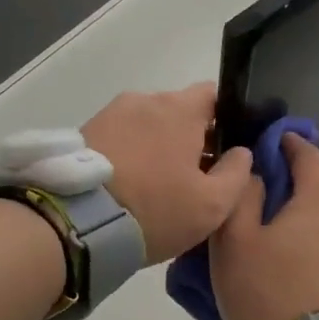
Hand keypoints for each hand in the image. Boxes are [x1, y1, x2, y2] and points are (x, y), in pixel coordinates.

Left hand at [82, 84, 252, 263]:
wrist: (76, 223)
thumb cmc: (155, 209)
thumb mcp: (213, 205)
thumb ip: (236, 173)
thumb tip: (241, 152)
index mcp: (180, 108)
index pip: (214, 95)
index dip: (225, 121)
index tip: (224, 152)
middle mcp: (145, 100)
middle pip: (179, 112)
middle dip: (189, 138)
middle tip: (192, 177)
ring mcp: (111, 113)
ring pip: (148, 125)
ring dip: (157, 146)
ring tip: (155, 184)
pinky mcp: (85, 132)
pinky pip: (120, 137)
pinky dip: (130, 154)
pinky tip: (129, 185)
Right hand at [210, 133, 318, 319]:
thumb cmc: (266, 290)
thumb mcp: (234, 240)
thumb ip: (242, 195)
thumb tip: (254, 171)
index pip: (309, 153)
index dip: (287, 144)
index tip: (266, 146)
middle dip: (307, 168)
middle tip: (275, 180)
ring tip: (288, 212)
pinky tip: (304, 238)